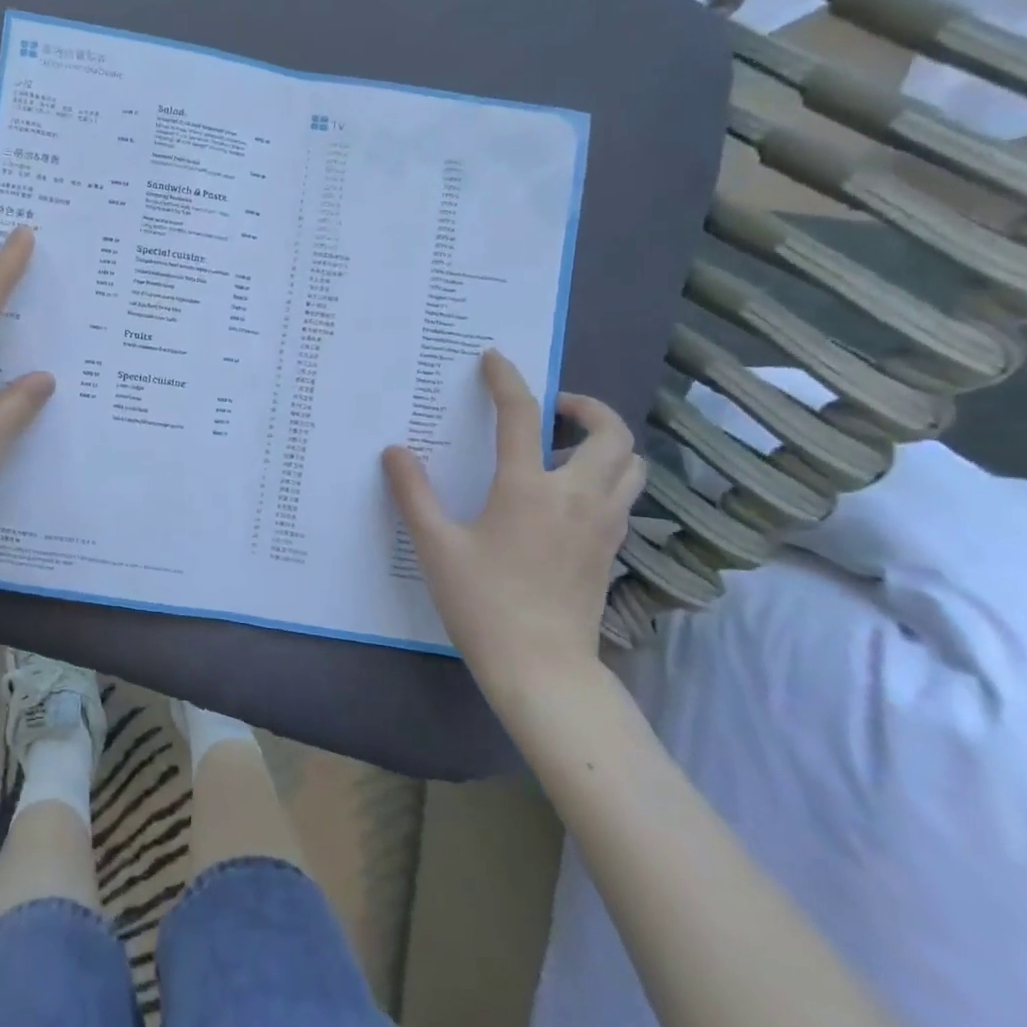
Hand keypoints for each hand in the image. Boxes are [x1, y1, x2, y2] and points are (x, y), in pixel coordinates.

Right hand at [383, 350, 643, 696]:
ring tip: (566, 447)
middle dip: (586, 406)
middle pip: (610, 432)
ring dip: (605, 441)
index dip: (507, 379)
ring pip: (631, 464)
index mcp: (529, 488)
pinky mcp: (611, 549)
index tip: (494, 358)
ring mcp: (604, 525)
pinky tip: (569, 494)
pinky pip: (625, 494)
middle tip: (553, 408)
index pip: (523, 415)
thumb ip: (414, 493)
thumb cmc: (483, 603)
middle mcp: (578, 496)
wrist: (542, 668)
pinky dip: (607, 475)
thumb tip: (395, 451)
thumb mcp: (436, 546)